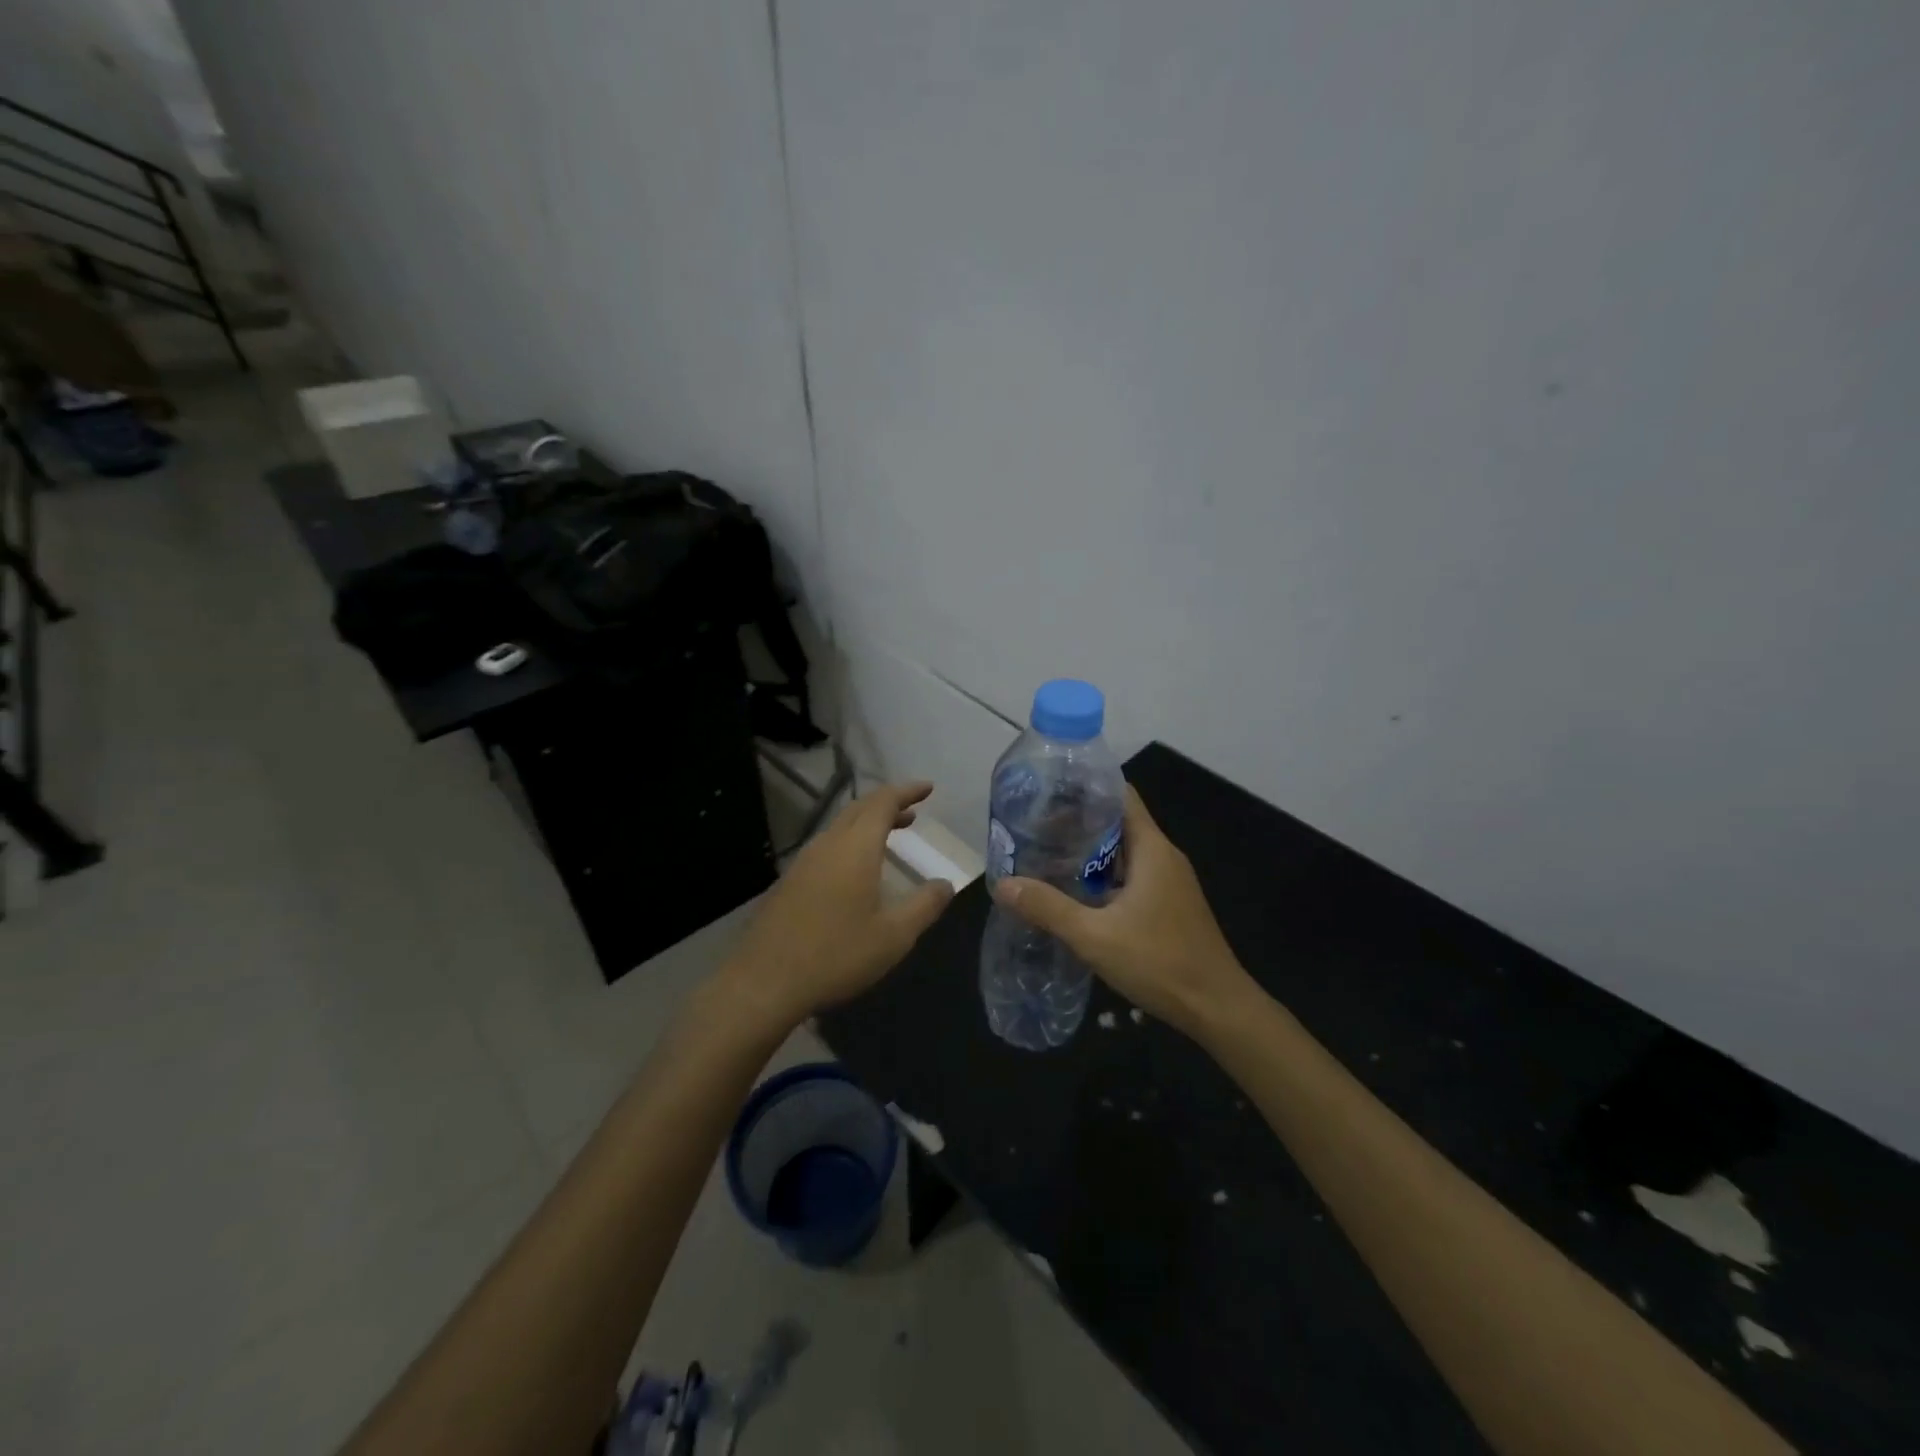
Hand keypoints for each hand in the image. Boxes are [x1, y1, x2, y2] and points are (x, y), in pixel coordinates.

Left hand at [721, 781, 954, 1033]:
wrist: (764, 982)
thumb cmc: (836, 955)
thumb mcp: (894, 936)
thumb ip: (924, 905)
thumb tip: (945, 883)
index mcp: (855, 848)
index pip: (883, 803)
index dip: (907, 791)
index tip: (928, 788)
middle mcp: (828, 845)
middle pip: (859, 809)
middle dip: (888, 804)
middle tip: (913, 810)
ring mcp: (803, 862)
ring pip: (840, 827)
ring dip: (868, 823)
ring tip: (891, 834)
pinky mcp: (789, 882)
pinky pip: (827, 846)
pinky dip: (850, 842)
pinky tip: (856, 869)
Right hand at [992, 784, 1249, 1037]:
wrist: (1217, 1008)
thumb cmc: (1160, 962)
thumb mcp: (1094, 936)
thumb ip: (1048, 908)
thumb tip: (1003, 884)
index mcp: (1152, 849)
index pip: (1120, 795)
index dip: (1086, 787)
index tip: (1048, 790)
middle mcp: (1163, 857)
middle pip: (1117, 823)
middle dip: (1077, 822)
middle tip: (1033, 827)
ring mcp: (1169, 882)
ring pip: (1123, 853)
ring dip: (1088, 853)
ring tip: (1044, 855)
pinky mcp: (1168, 905)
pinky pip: (1131, 877)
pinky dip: (1102, 877)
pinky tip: (1074, 892)